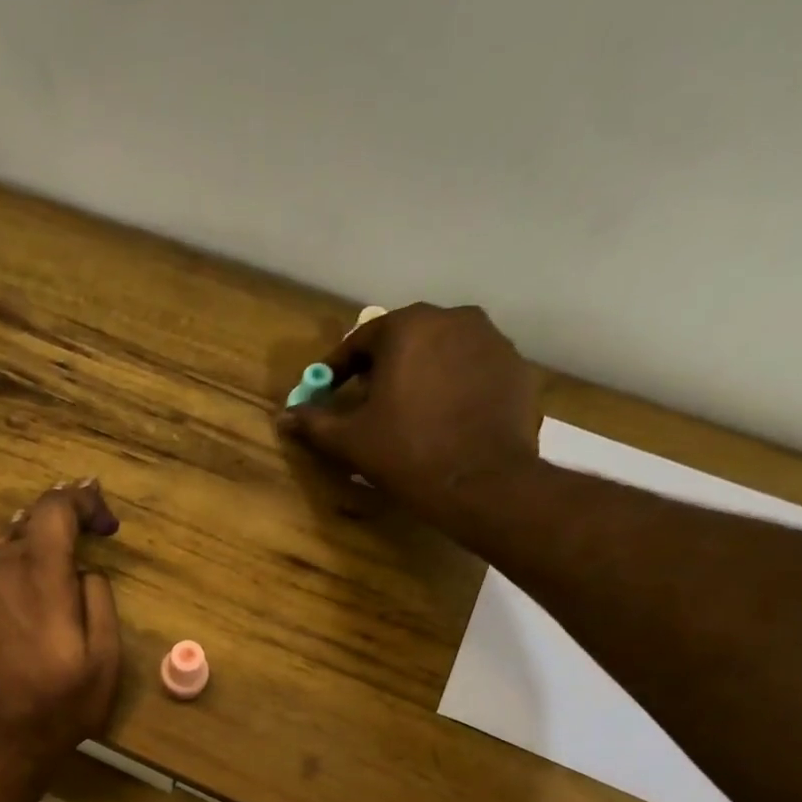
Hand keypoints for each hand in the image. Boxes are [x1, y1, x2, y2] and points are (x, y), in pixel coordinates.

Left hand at [0, 481, 122, 780]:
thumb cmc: (59, 705)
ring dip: (35, 548)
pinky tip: (26, 596)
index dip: (83, 501)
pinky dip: (13, 571)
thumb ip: (99, 599)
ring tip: (59, 568)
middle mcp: (1, 572)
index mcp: (40, 577)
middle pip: (29, 523)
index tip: (105, 526)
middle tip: (88, 535)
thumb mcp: (105, 658)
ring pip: (6, 547)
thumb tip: (85, 572)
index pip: (54, 508)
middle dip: (62, 523)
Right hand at [279, 304, 540, 528]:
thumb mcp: (349, 440)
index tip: (326, 392)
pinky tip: (444, 419)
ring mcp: (493, 341)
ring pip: (442, 352)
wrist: (482, 482)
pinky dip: (454, 387)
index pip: (360, 340)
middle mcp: (454, 319)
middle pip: (405, 340)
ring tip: (407, 411)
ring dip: (420, 374)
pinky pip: (472, 370)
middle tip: (366, 402)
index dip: (337, 368)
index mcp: (408, 328)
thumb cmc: (406, 453)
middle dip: (381, 368)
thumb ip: (314, 422)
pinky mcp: (517, 369)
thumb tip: (284, 416)